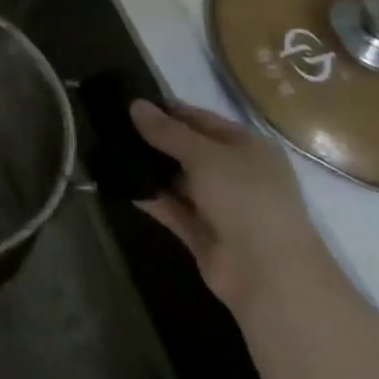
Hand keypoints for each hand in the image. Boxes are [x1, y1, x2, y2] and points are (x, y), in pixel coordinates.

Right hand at [130, 99, 330, 316]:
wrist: (270, 277)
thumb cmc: (246, 199)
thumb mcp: (204, 155)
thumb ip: (167, 130)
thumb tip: (135, 104)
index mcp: (247, 147)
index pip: (201, 119)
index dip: (166, 110)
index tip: (127, 100)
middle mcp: (236, 174)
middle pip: (188, 149)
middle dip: (154, 139)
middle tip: (111, 124)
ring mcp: (220, 206)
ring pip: (178, 179)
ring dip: (150, 168)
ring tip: (108, 148)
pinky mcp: (203, 234)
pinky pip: (171, 208)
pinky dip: (150, 197)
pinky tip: (120, 182)